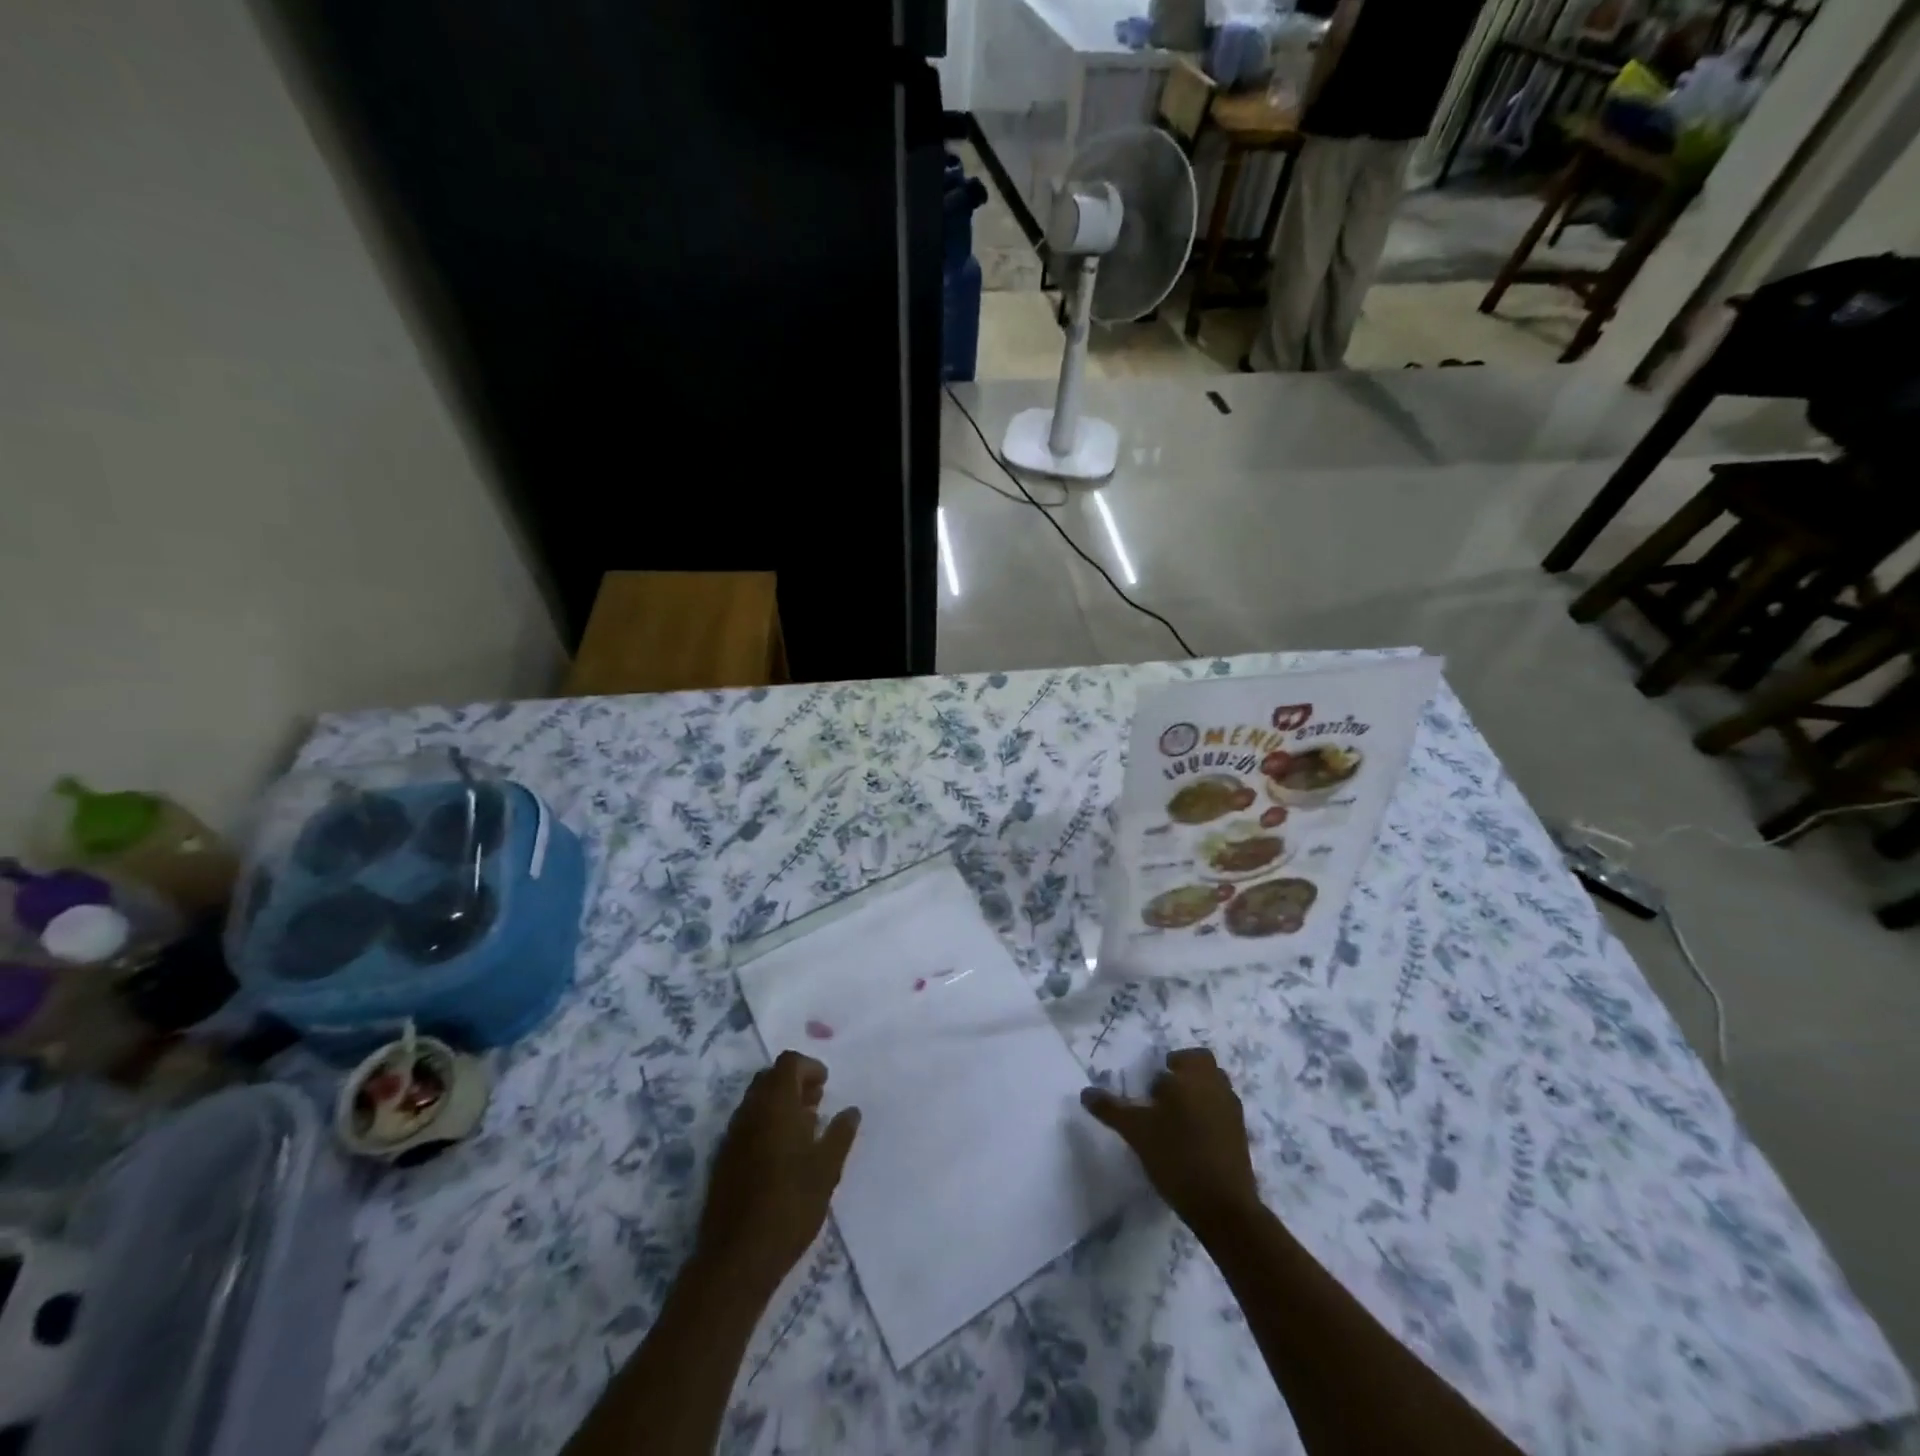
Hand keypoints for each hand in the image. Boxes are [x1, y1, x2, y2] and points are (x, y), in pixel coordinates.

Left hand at [696, 1051, 860, 1295]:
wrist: (736, 1258)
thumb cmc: (790, 1205)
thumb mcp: (827, 1169)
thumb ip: (840, 1134)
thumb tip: (851, 1111)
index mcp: (774, 1105)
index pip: (788, 1063)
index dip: (809, 1067)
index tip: (826, 1085)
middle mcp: (749, 1112)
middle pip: (769, 1078)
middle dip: (794, 1083)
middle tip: (817, 1102)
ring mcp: (732, 1136)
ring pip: (756, 1102)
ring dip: (779, 1104)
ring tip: (804, 1129)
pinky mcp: (723, 1160)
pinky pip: (746, 1125)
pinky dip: (765, 1125)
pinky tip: (783, 1154)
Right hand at [1081, 1047, 1259, 1235]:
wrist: (1223, 1207)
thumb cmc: (1177, 1156)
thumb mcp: (1136, 1131)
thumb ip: (1111, 1108)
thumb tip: (1085, 1093)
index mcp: (1194, 1077)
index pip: (1184, 1057)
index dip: (1169, 1067)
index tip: (1153, 1089)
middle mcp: (1217, 1087)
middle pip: (1204, 1068)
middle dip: (1185, 1076)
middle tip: (1164, 1098)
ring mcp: (1233, 1113)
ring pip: (1215, 1090)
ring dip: (1198, 1096)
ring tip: (1176, 1122)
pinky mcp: (1241, 1138)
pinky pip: (1223, 1114)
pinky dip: (1209, 1118)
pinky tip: (1192, 1142)